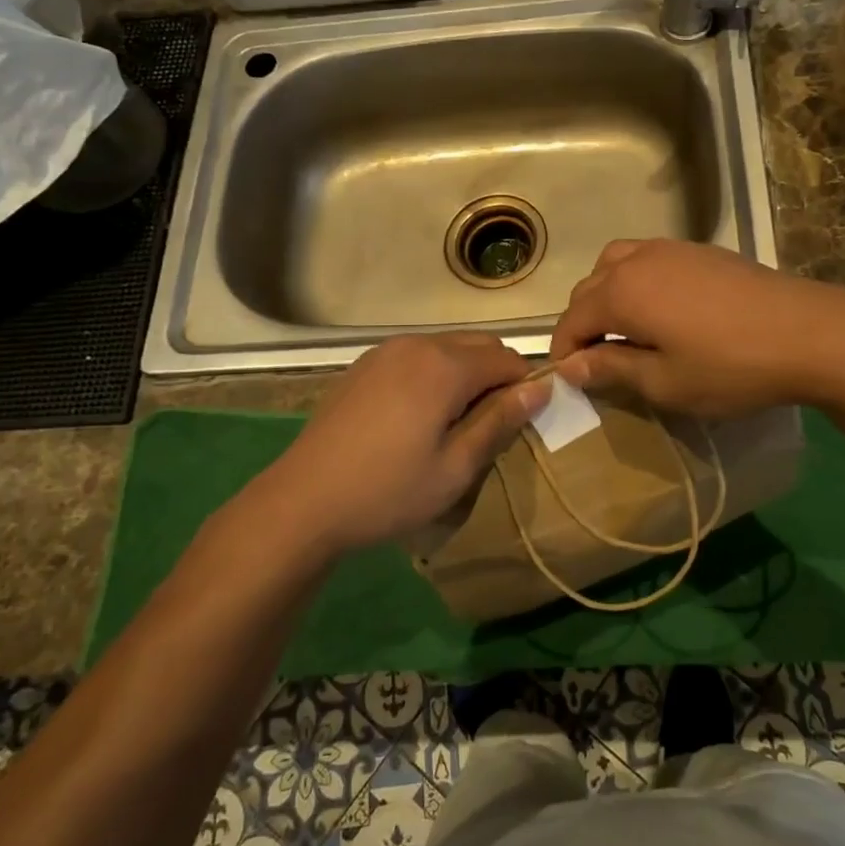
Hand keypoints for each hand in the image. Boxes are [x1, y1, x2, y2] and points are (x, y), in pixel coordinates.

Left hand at [256, 333, 549, 553]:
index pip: (508, 358)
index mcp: (445, 366)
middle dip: (497, 375)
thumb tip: (541, 386)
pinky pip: (417, 356)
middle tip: (490, 425)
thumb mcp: (456, 467)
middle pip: (480, 345)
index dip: (526, 386)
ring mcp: (386, 351)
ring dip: (466, 373)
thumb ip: (500, 420)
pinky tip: (418, 415)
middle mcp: (418, 344)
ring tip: (455, 422)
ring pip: (448, 347)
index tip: (522, 422)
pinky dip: (435, 373)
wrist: (303, 501)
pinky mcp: (365, 364)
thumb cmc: (388, 490)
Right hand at [550, 239, 844, 415]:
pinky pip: (649, 259)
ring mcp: (671, 249)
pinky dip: (638, 281)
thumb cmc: (730, 367)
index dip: (564, 352)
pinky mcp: (701, 250)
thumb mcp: (664, 382)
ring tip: (626, 329)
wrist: (809, 333)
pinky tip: (663, 310)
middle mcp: (637, 260)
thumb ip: (611, 368)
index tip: (571, 381)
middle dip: (583, 322)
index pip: (571, 320)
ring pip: (617, 264)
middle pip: (589, 287)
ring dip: (608, 295)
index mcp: (621, 292)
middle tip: (598, 361)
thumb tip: (568, 366)